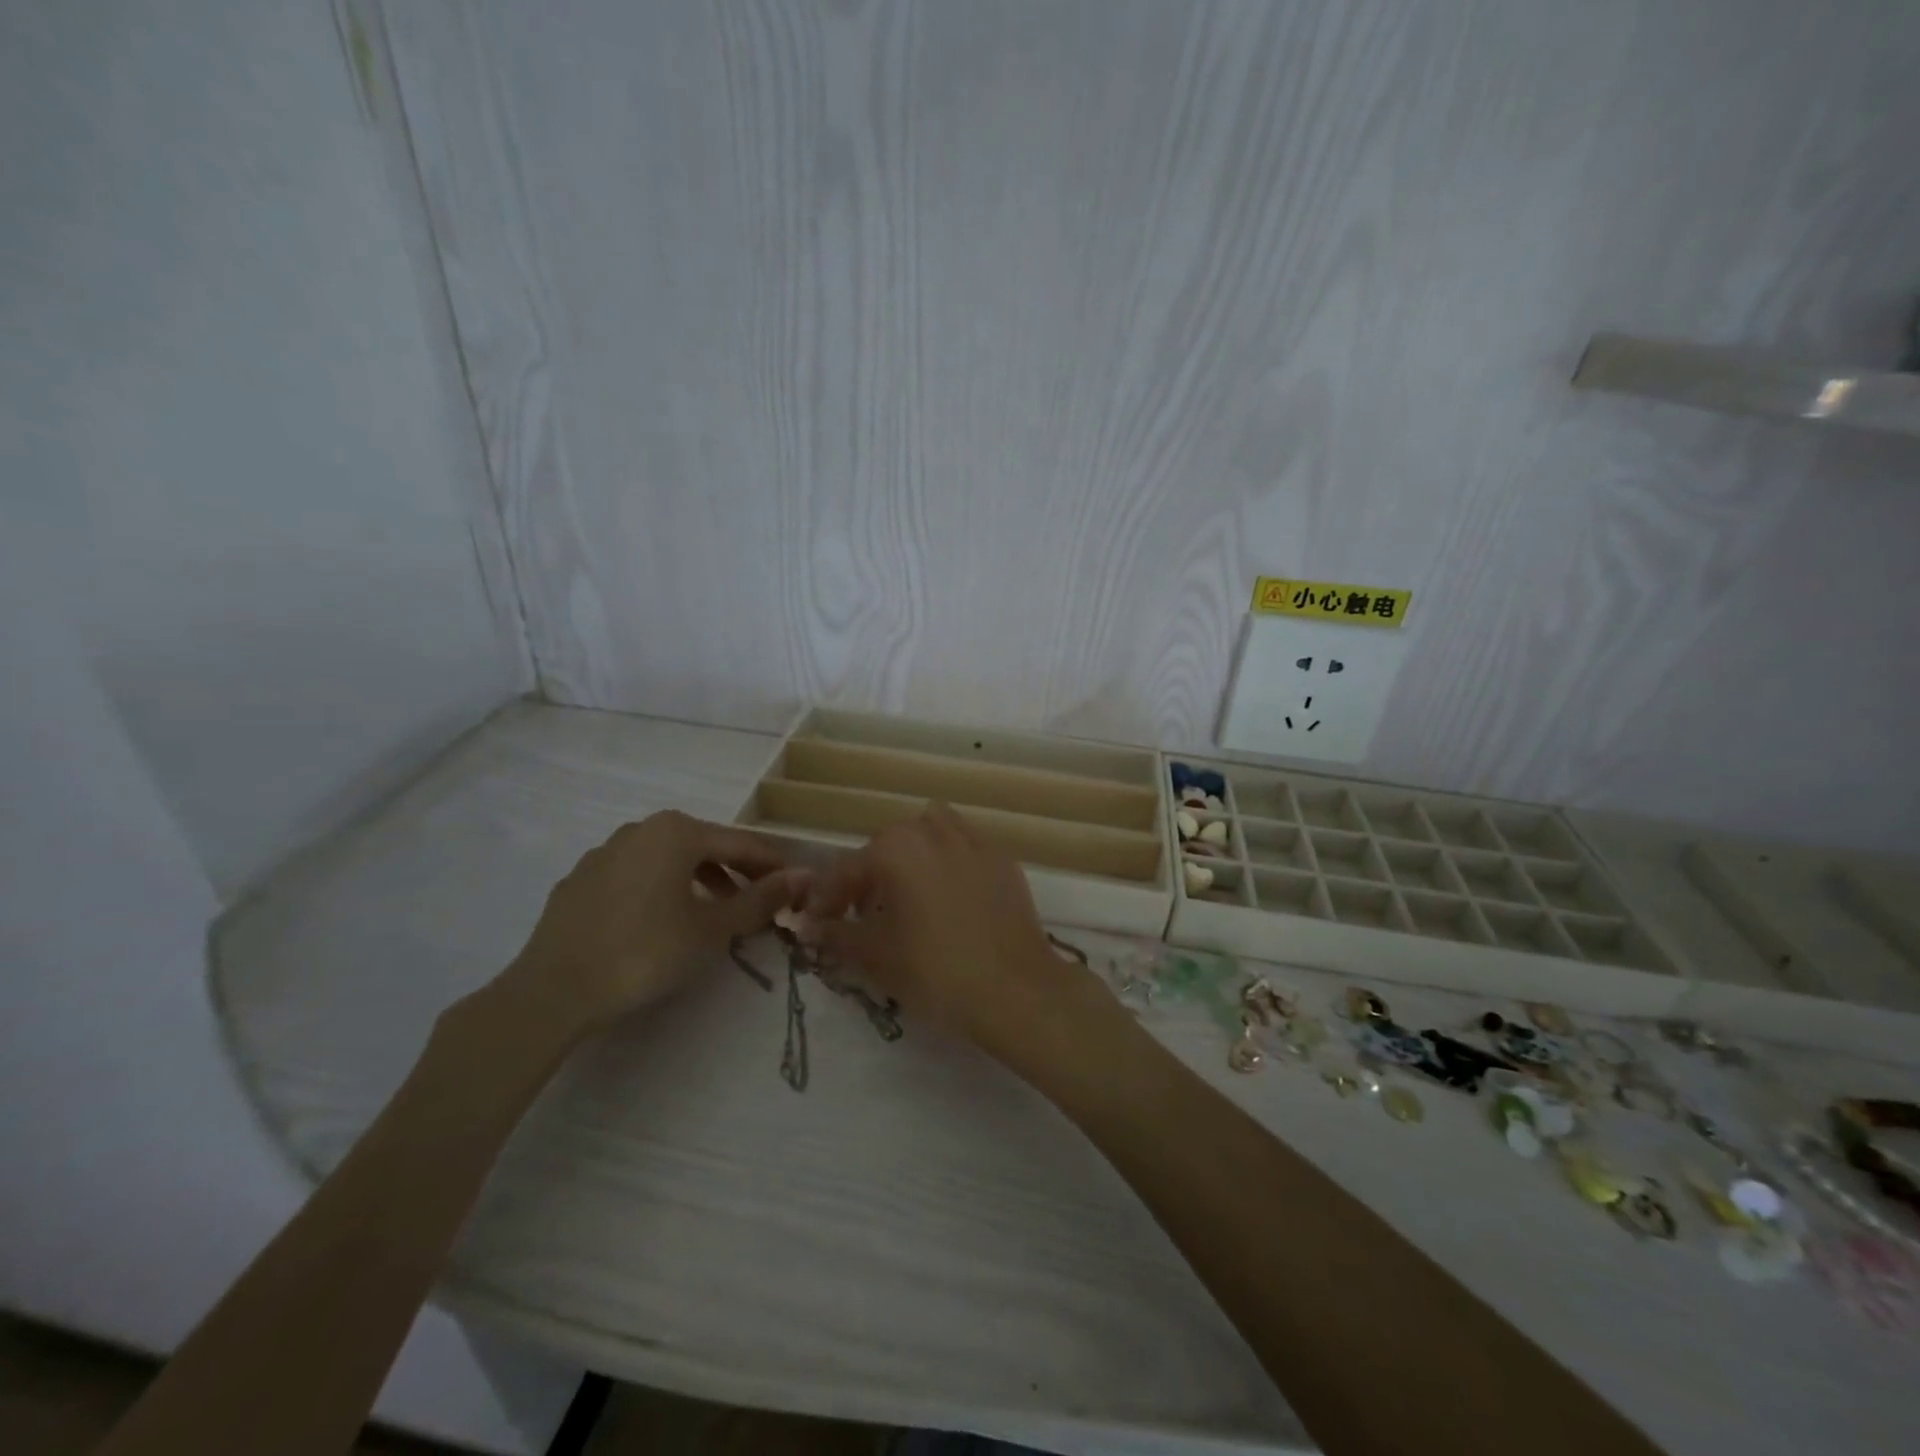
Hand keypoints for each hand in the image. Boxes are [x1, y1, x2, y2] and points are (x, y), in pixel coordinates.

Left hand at [504, 811, 806, 1037]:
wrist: (553, 990)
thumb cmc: (645, 952)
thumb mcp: (713, 928)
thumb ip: (761, 899)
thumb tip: (803, 876)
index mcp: (677, 831)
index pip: (742, 843)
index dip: (774, 865)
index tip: (798, 887)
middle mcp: (641, 829)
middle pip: (705, 846)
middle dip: (737, 873)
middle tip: (760, 904)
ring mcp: (604, 853)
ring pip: (668, 860)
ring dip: (700, 882)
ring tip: (716, 914)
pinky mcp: (580, 880)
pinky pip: (636, 876)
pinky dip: (661, 890)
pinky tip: (662, 923)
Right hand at [804, 804, 1101, 1060]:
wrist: (1017, 991)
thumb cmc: (936, 972)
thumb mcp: (875, 957)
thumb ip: (836, 935)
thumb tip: (809, 926)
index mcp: (897, 847)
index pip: (846, 868)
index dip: (825, 898)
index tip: (814, 923)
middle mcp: (934, 831)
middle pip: (888, 845)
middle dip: (869, 875)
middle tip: (861, 914)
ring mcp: (975, 842)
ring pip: (930, 834)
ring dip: (911, 857)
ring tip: (907, 896)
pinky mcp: (1003, 860)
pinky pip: (965, 849)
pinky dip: (948, 864)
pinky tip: (949, 901)